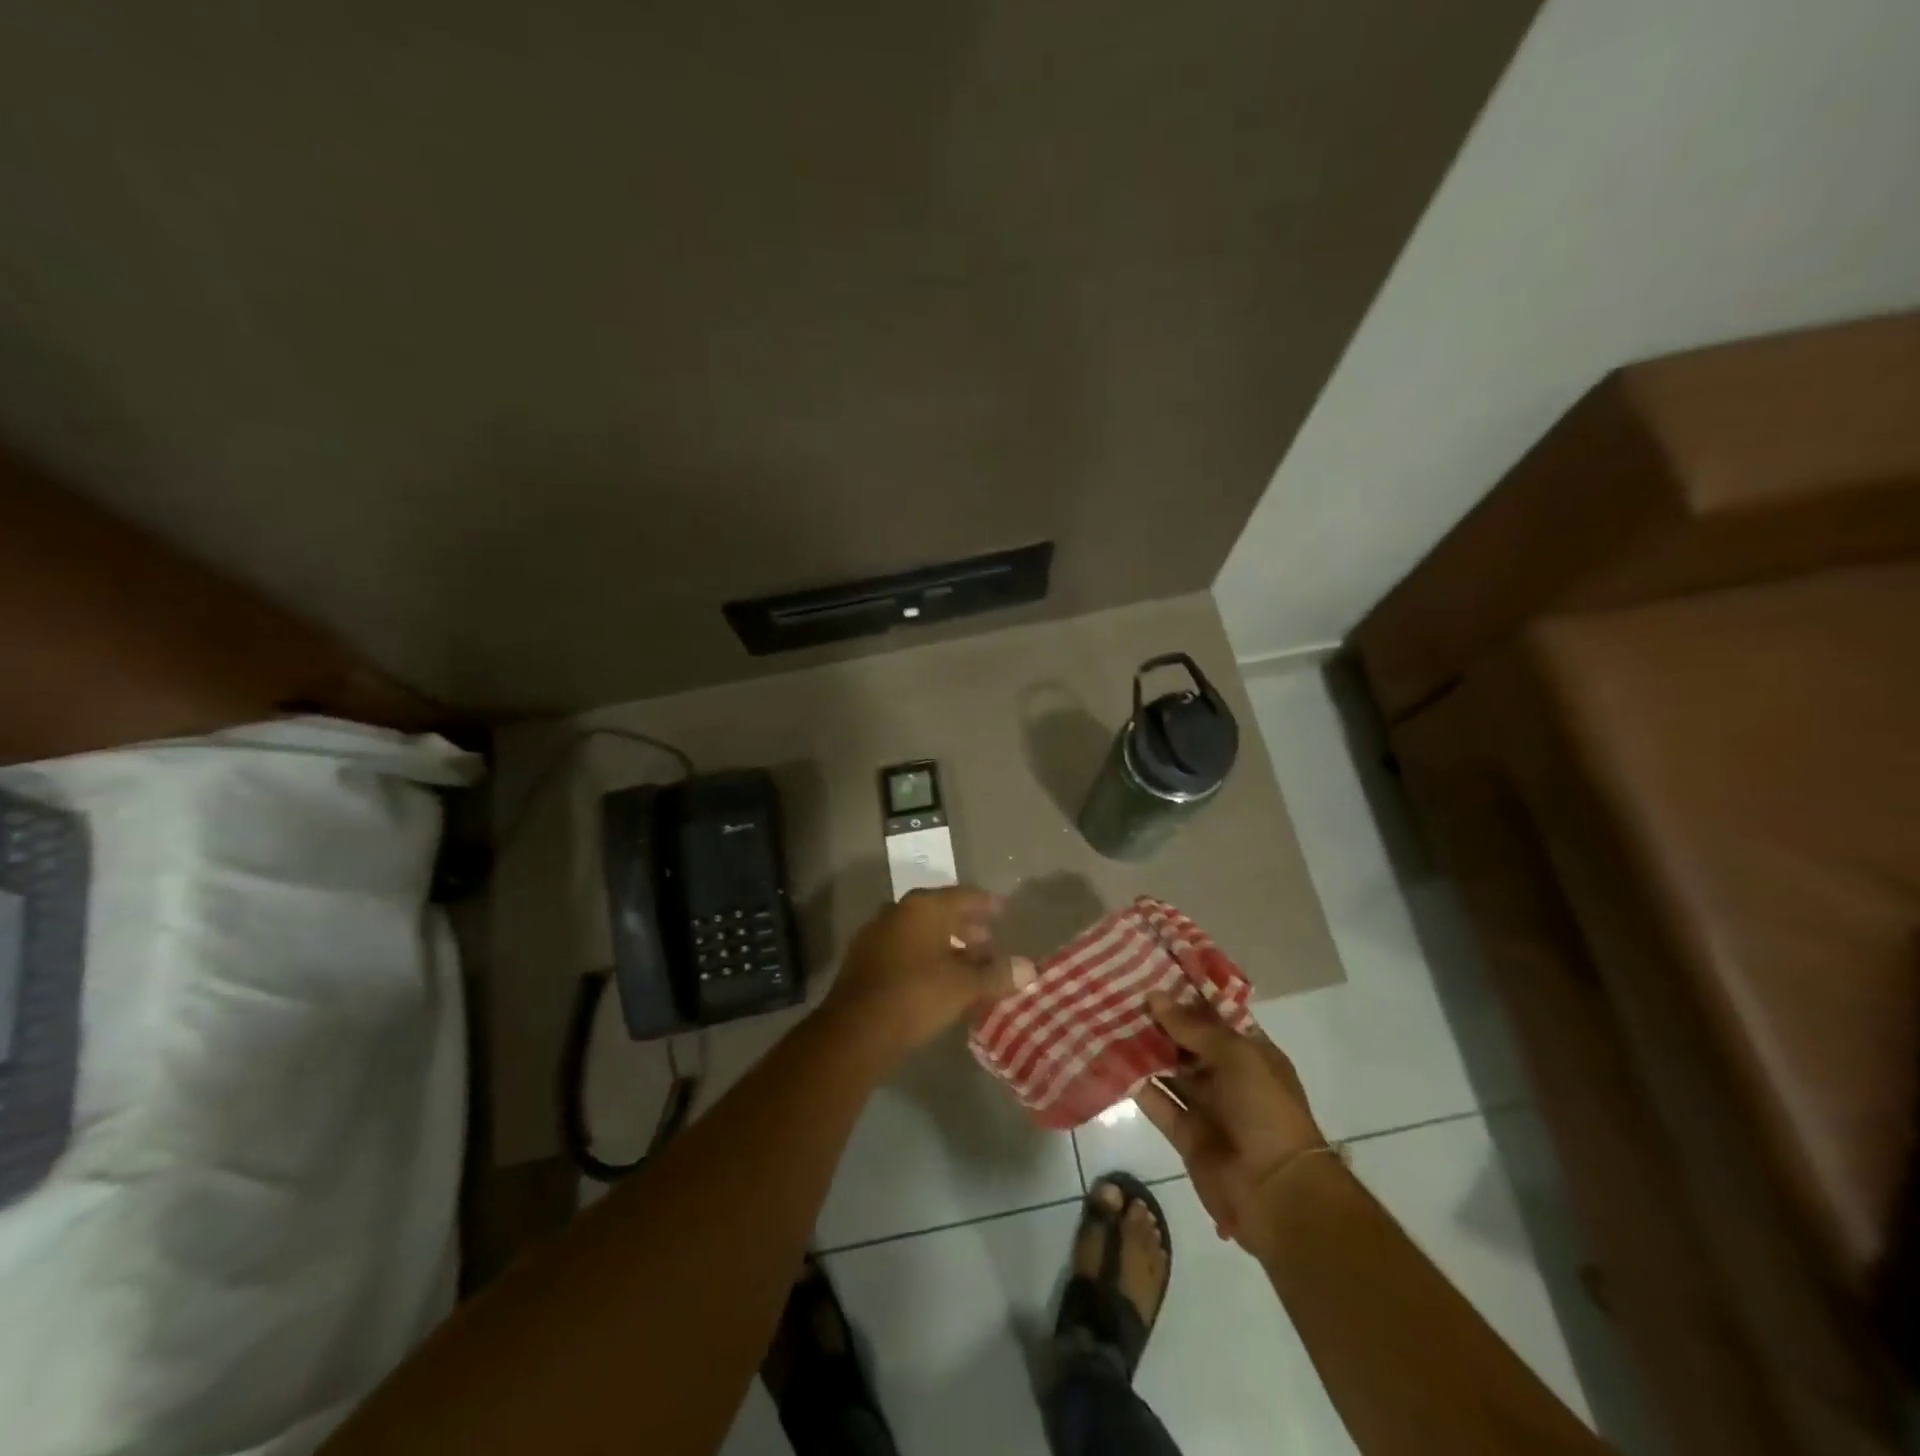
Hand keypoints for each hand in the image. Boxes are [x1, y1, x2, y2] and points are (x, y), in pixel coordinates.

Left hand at [825, 887, 1035, 1064]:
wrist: (856, 1030)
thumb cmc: (916, 995)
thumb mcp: (964, 986)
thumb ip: (997, 974)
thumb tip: (1030, 968)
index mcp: (923, 907)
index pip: (963, 896)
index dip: (986, 904)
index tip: (1004, 910)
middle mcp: (897, 912)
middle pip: (939, 912)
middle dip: (966, 926)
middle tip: (989, 942)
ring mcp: (876, 935)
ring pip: (920, 932)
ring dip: (945, 944)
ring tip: (968, 964)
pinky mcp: (864, 961)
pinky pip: (904, 950)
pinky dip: (924, 958)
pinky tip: (938, 980)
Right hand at [1135, 981, 1328, 1256]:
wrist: (1277, 1192)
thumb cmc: (1265, 1110)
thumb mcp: (1236, 1056)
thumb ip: (1192, 1027)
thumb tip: (1154, 996)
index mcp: (1251, 1053)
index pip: (1215, 1015)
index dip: (1187, 995)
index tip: (1153, 971)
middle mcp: (1228, 1075)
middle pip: (1188, 1041)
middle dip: (1159, 1020)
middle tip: (1121, 991)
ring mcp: (1207, 1105)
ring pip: (1170, 1070)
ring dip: (1144, 1049)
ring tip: (1109, 1018)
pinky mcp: (1185, 1134)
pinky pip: (1157, 1102)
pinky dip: (1137, 1084)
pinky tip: (1111, 1059)